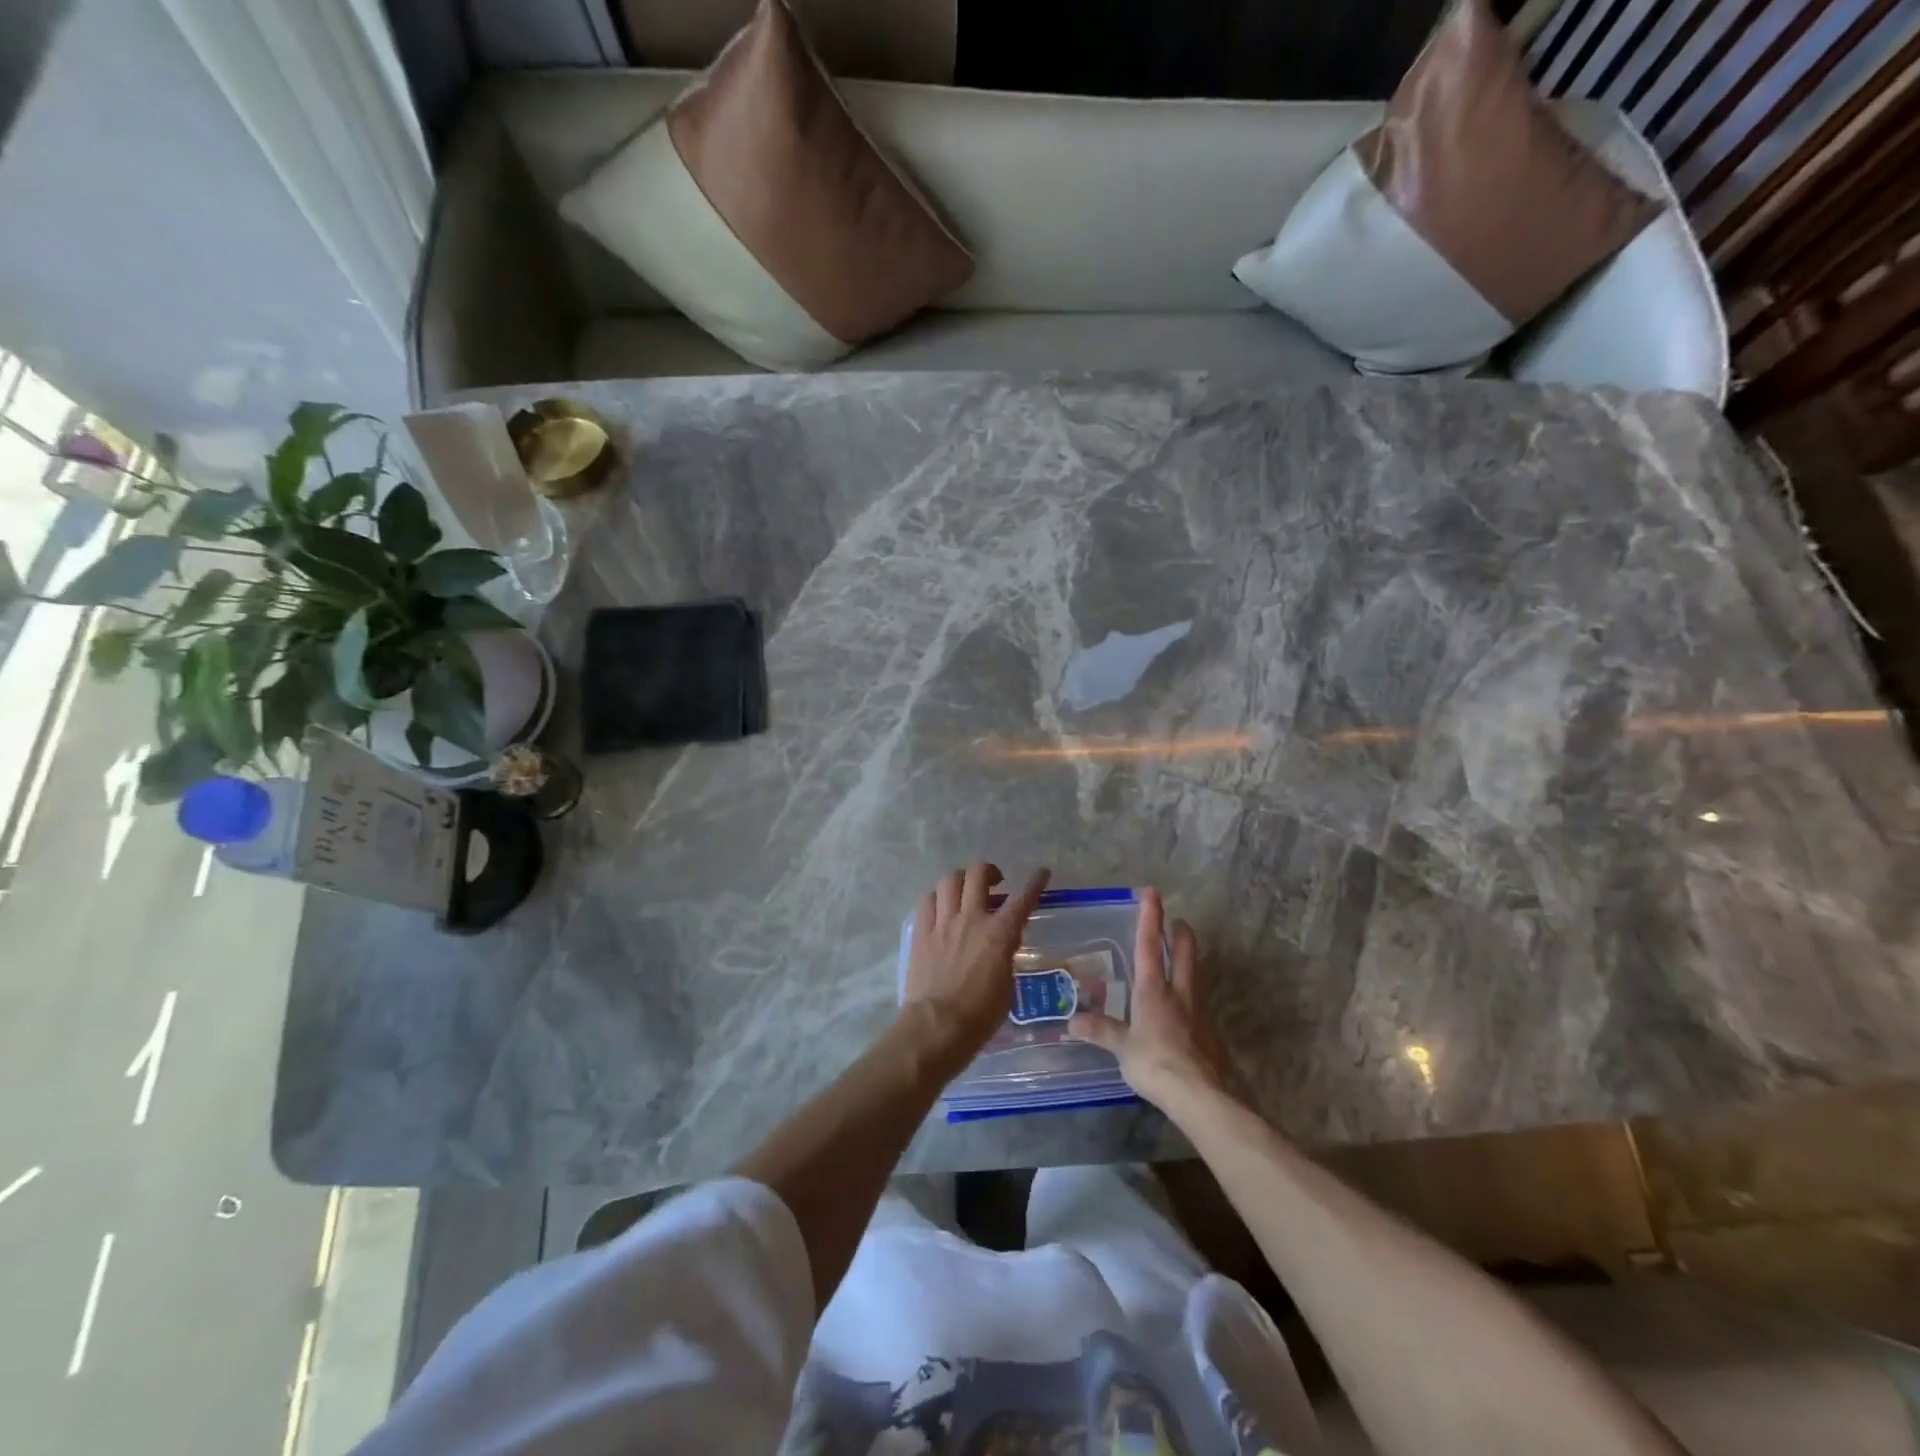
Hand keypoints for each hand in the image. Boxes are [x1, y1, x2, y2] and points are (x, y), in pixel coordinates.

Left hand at [901, 863, 1050, 1055]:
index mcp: (999, 934)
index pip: (1023, 898)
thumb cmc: (980, 1015)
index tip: (1042, 873)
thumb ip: (1006, 956)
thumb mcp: (1007, 985)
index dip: (1035, 882)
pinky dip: (937, 898)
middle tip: (995, 882)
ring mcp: (942, 923)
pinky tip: (941, 908)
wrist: (937, 1027)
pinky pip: (927, 900)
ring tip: (965, 892)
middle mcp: (971, 919)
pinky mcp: (921, 932)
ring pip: (950, 880)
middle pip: (978, 874)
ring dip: (961, 881)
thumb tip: (1003, 945)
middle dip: (989, 871)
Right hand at [1068, 887, 1239, 1109]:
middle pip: (1185, 953)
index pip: (1150, 945)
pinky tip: (1185, 1010)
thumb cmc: (1157, 1064)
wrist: (1205, 1096)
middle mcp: (1180, 993)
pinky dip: (1191, 996)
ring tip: (1180, 960)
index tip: (1152, 892)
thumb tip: (1071, 1023)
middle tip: (1177, 921)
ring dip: (1189, 961)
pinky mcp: (1212, 1034)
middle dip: (1180, 934)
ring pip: (1195, 976)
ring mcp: (1200, 1012)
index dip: (1150, 917)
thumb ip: (1101, 1032)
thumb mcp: (1123, 1049)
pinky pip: (1199, 1005)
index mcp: (1154, 990)